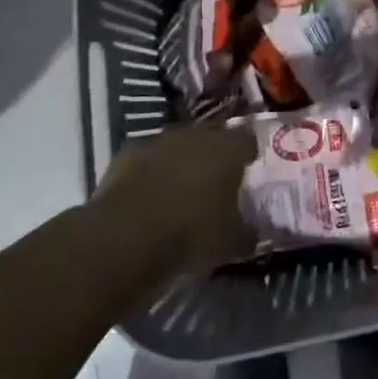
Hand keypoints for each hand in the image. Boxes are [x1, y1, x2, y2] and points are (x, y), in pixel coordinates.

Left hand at [95, 123, 255, 272]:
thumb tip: (252, 231)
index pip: (247, 138)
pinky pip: (147, 161)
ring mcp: (158, 142)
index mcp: (229, 149)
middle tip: (214, 183)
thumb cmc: (191, 234)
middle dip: (212, 157)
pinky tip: (147, 200)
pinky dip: (149, 175)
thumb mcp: (231, 242)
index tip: (247, 169)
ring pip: (177, 147)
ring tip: (179, 193)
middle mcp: (196, 135)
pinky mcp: (126, 155)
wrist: (125, 236)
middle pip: (210, 138)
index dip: (247, 153)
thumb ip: (247, 231)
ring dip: (179, 164)